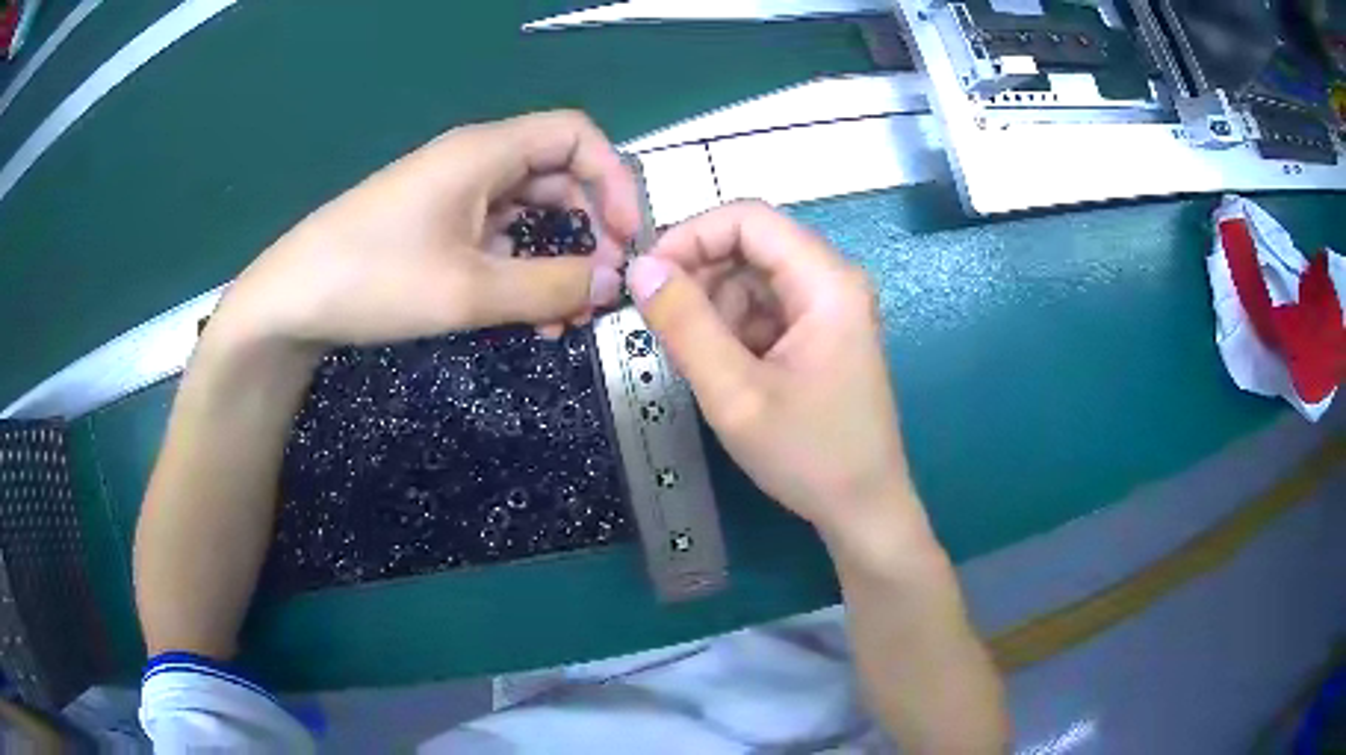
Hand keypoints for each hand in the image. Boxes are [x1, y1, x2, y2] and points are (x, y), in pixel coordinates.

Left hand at [213, 110, 638, 349]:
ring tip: (563, 321)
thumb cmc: (373, 279)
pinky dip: (520, 272)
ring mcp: (454, 196)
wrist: (291, 301)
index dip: (613, 179)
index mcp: (485, 152)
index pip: (577, 136)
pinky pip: (497, 239)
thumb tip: (612, 284)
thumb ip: (549, 286)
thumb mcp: (468, 291)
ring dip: (556, 261)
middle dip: (589, 231)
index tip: (625, 238)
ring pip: (528, 216)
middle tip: (600, 290)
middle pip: (558, 178)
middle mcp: (475, 163)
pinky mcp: (437, 227)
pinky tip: (524, 316)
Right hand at [626, 201, 918, 544]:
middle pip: (751, 245)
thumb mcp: (735, 394)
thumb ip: (684, 324)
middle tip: (663, 325)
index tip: (647, 277)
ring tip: (702, 362)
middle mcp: (833, 281)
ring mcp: (829, 307)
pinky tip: (727, 371)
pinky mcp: (821, 332)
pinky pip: (765, 308)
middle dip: (700, 276)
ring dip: (714, 308)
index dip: (690, 235)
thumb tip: (640, 268)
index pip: (748, 219)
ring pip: (753, 278)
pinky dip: (733, 329)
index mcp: (826, 281)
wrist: (863, 509)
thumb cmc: (808, 455)